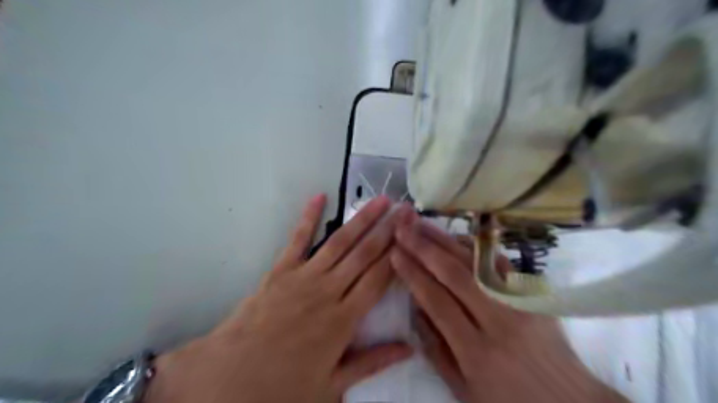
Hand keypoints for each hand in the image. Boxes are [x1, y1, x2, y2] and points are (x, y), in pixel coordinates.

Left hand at [145, 195, 415, 402]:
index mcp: (344, 320)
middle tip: (405, 209)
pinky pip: (298, 239)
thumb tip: (409, 349)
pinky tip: (320, 197)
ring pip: (340, 242)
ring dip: (362, 219)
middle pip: (365, 255)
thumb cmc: (282, 385)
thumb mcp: (332, 385)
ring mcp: (304, 276)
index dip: (398, 255)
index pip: (379, 279)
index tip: (412, 235)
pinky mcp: (281, 270)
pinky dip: (309, 217)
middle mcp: (329, 291)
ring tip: (380, 200)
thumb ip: (372, 363)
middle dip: (388, 230)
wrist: (228, 377)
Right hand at [390, 218, 628, 402]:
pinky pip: (500, 263)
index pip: (437, 301)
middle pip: (455, 274)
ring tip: (422, 224)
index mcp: (476, 351)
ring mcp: (519, 304)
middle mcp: (498, 321)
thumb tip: (415, 306)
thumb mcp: (463, 388)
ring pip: (476, 263)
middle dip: (424, 248)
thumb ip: (435, 347)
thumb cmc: (507, 399)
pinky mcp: (531, 295)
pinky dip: (476, 246)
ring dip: (445, 240)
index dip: (413, 274)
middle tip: (402, 229)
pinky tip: (456, 235)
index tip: (394, 254)